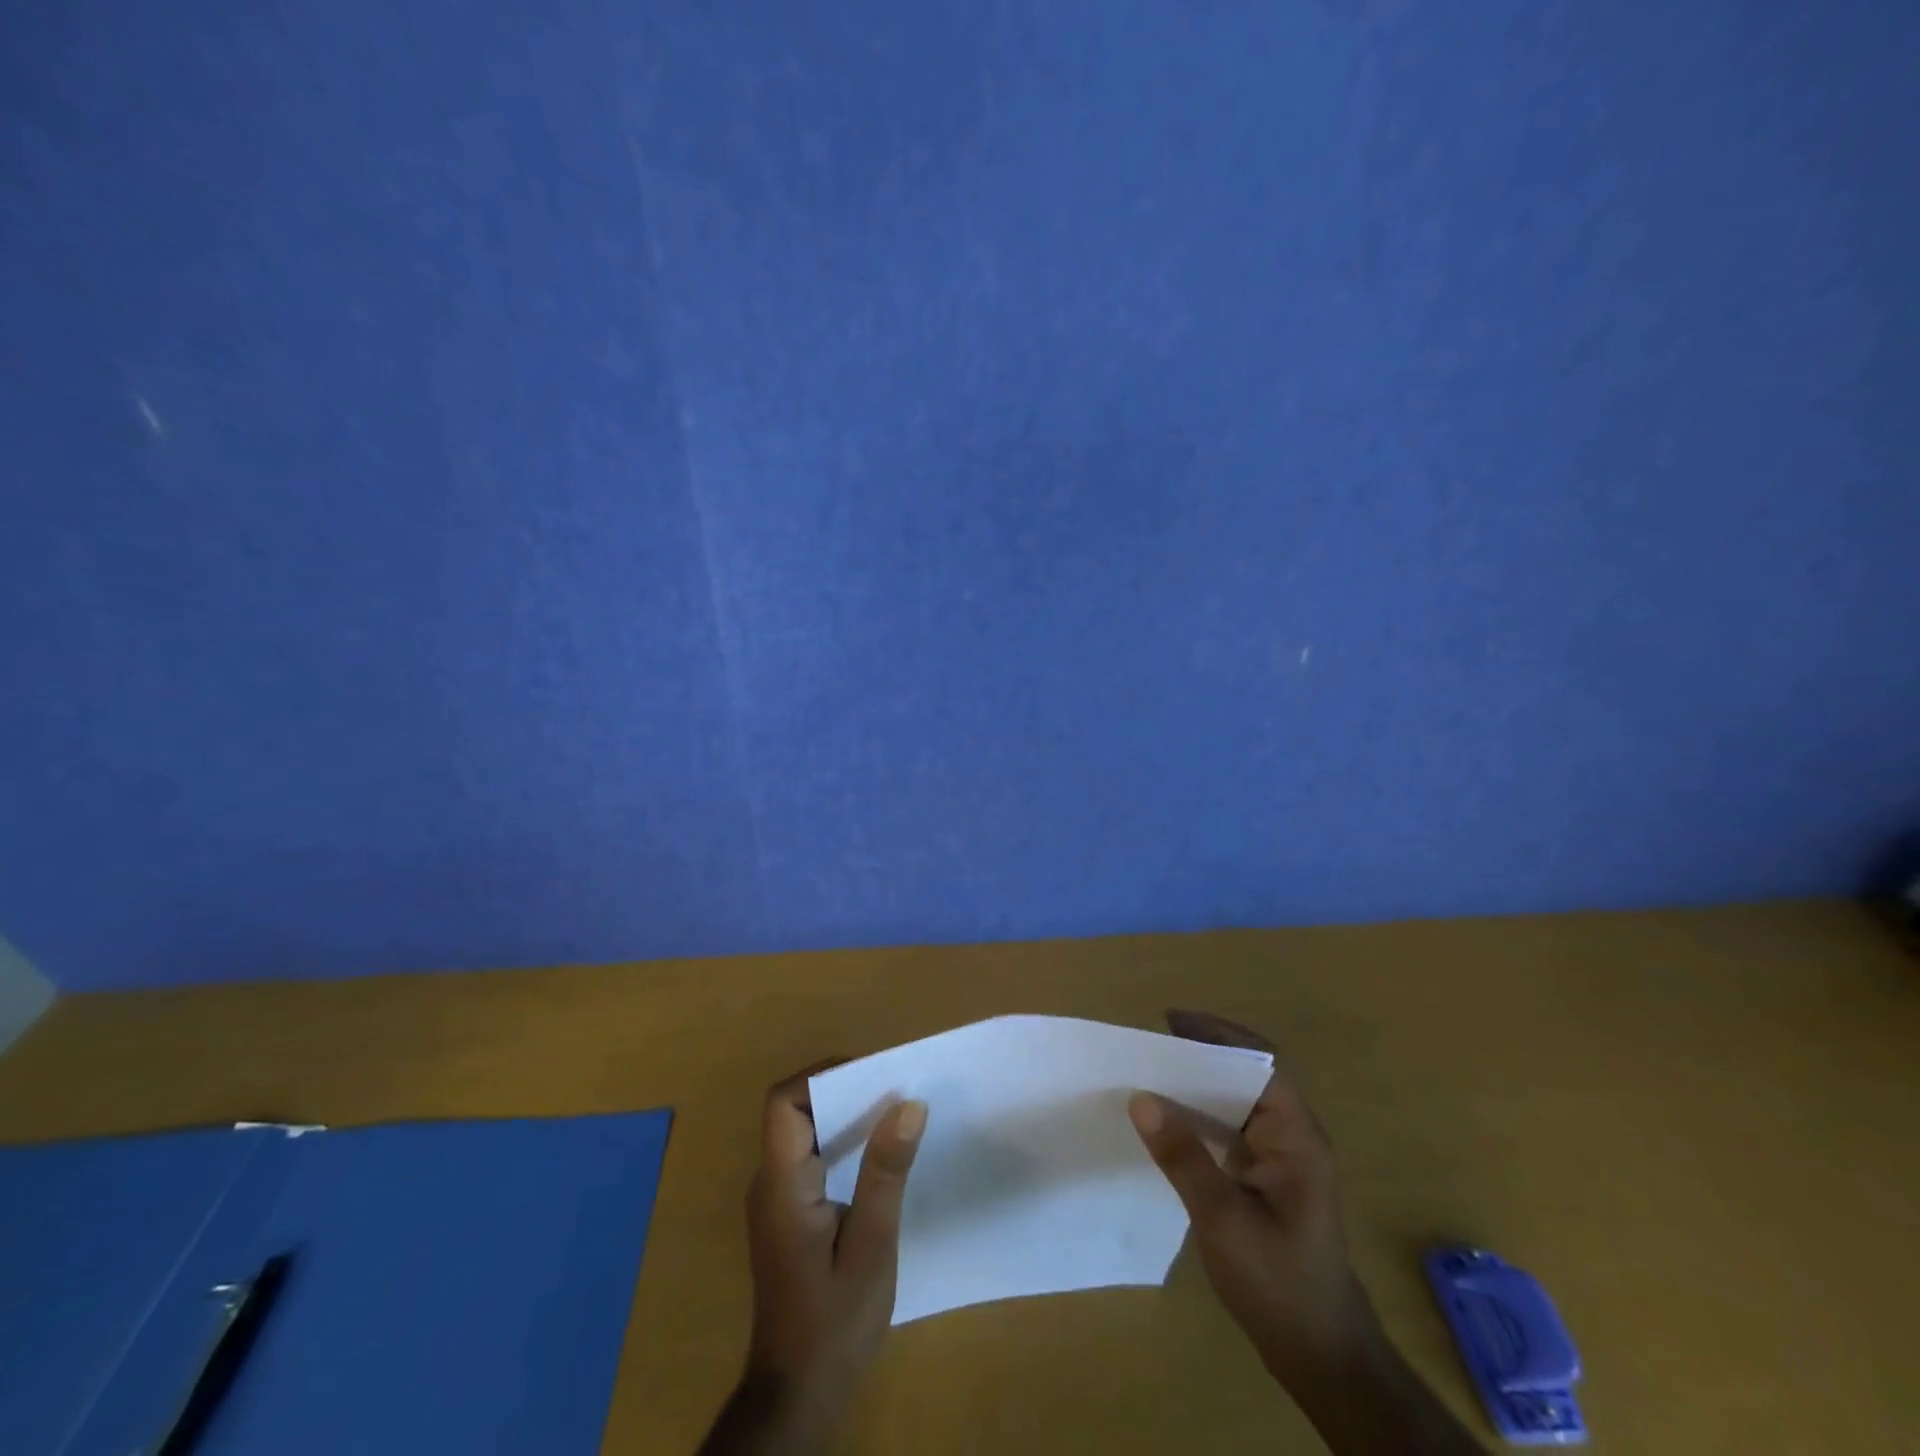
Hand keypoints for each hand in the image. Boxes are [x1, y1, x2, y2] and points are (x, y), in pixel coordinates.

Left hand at [702, 1065, 926, 1454]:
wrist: (797, 1397)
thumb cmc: (835, 1323)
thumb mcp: (872, 1245)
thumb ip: (886, 1172)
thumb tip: (910, 1103)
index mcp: (782, 1184)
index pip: (784, 1102)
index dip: (823, 1076)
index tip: (873, 1075)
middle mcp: (769, 1183)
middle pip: (794, 1111)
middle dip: (842, 1090)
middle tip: (894, 1091)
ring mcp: (775, 1200)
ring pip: (802, 1132)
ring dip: (844, 1116)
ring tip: (894, 1115)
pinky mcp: (787, 1216)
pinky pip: (809, 1157)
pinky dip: (840, 1143)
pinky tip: (877, 1157)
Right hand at [1128, 1010, 1375, 1382]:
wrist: (1321, 1356)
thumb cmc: (1279, 1282)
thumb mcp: (1223, 1218)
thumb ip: (1183, 1156)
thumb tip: (1141, 1098)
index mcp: (1296, 1136)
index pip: (1261, 1062)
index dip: (1219, 1035)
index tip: (1172, 1021)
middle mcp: (1292, 1137)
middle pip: (1249, 1075)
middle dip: (1204, 1053)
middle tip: (1153, 1043)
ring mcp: (1281, 1159)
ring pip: (1238, 1101)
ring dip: (1200, 1084)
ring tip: (1152, 1072)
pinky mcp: (1267, 1179)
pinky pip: (1232, 1129)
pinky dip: (1201, 1115)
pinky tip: (1169, 1121)